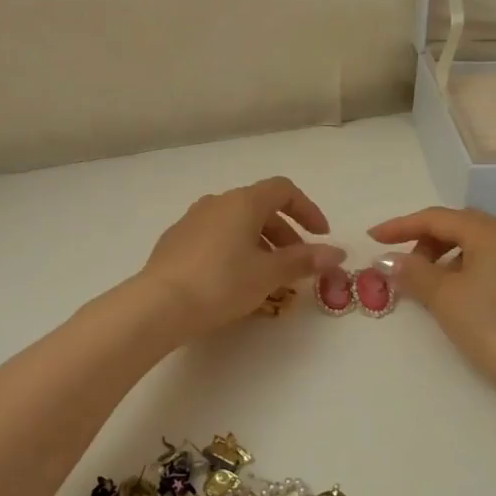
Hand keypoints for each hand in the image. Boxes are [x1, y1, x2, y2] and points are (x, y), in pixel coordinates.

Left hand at [141, 177, 345, 339]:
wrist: (159, 305)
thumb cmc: (221, 283)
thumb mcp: (269, 274)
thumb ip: (304, 260)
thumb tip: (336, 253)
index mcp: (243, 202)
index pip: (284, 190)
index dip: (307, 210)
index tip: (321, 236)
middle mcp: (217, 202)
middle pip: (260, 207)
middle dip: (285, 233)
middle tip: (297, 264)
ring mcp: (192, 220)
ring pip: (237, 223)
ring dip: (260, 243)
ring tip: (267, 275)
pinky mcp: (175, 240)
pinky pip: (215, 236)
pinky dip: (234, 249)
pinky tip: (233, 279)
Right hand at [370, 207, 495, 403]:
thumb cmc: (491, 325)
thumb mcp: (444, 296)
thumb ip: (412, 272)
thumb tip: (385, 259)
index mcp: (491, 231)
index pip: (437, 218)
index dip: (401, 226)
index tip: (372, 237)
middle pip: (458, 227)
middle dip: (424, 241)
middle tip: (401, 266)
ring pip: (475, 247)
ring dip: (444, 258)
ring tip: (425, 285)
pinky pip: (489, 265)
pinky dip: (464, 271)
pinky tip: (454, 296)